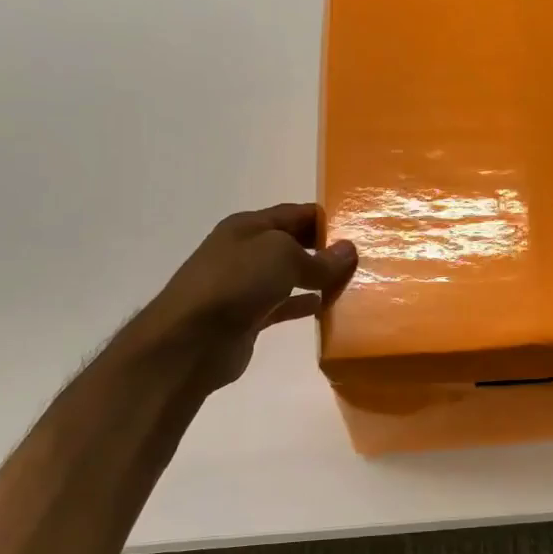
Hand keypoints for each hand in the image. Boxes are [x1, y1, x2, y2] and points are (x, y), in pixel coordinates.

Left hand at [136, 203, 356, 389]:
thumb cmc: (236, 283)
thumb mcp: (283, 257)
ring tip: (351, 283)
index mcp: (248, 226)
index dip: (325, 219)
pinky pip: (284, 305)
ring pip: (290, 276)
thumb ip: (319, 258)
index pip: (295, 213)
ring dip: (317, 278)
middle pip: (293, 243)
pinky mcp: (248, 317)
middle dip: (324, 249)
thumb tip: (348, 251)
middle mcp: (245, 251)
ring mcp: (245, 286)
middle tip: (361, 258)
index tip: (358, 229)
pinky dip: (304, 304)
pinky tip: (326, 307)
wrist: (191, 340)